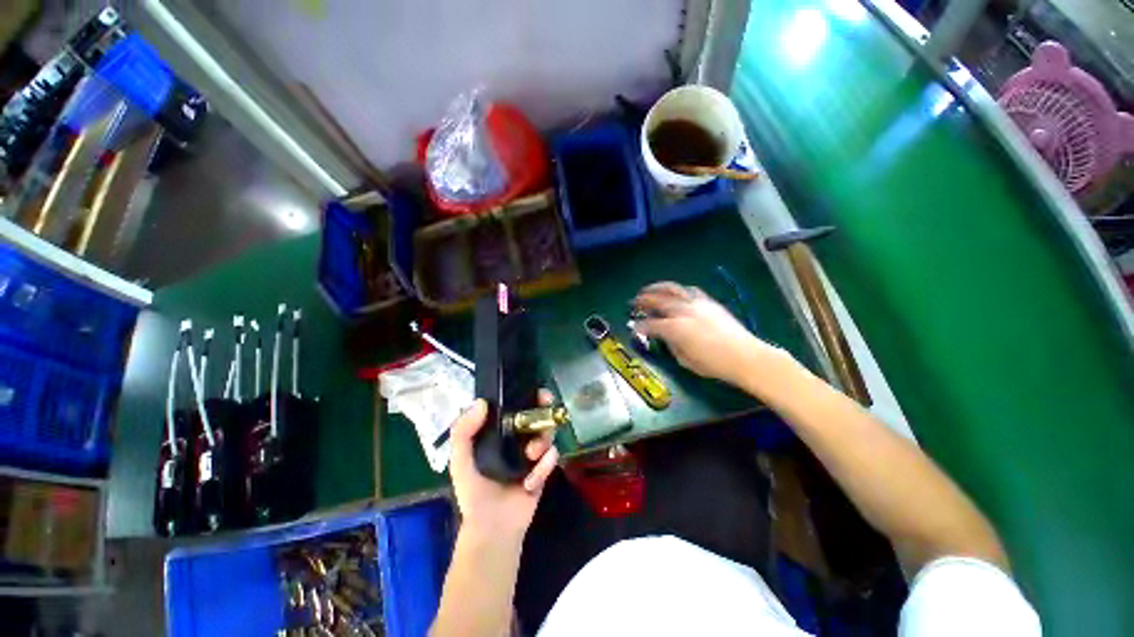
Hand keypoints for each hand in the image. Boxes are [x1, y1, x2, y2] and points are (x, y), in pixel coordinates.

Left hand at [448, 390, 558, 541]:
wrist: (492, 528)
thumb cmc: (474, 492)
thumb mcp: (460, 460)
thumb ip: (463, 432)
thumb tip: (481, 402)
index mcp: (499, 432)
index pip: (515, 407)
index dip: (526, 396)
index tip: (535, 391)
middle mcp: (517, 438)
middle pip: (537, 415)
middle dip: (543, 409)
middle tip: (546, 405)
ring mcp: (532, 453)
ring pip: (547, 433)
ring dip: (543, 439)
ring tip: (532, 454)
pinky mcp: (543, 469)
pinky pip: (552, 458)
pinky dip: (545, 465)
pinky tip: (532, 480)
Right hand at [634, 282, 787, 387]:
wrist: (745, 356)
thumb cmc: (714, 364)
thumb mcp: (685, 360)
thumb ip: (671, 346)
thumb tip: (665, 338)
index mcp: (675, 328)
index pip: (651, 324)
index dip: (640, 326)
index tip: (635, 327)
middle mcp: (683, 312)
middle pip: (658, 301)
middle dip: (643, 301)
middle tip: (634, 302)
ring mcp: (696, 304)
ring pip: (672, 289)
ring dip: (657, 288)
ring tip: (649, 289)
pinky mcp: (708, 302)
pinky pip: (689, 291)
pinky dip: (678, 290)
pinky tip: (675, 293)